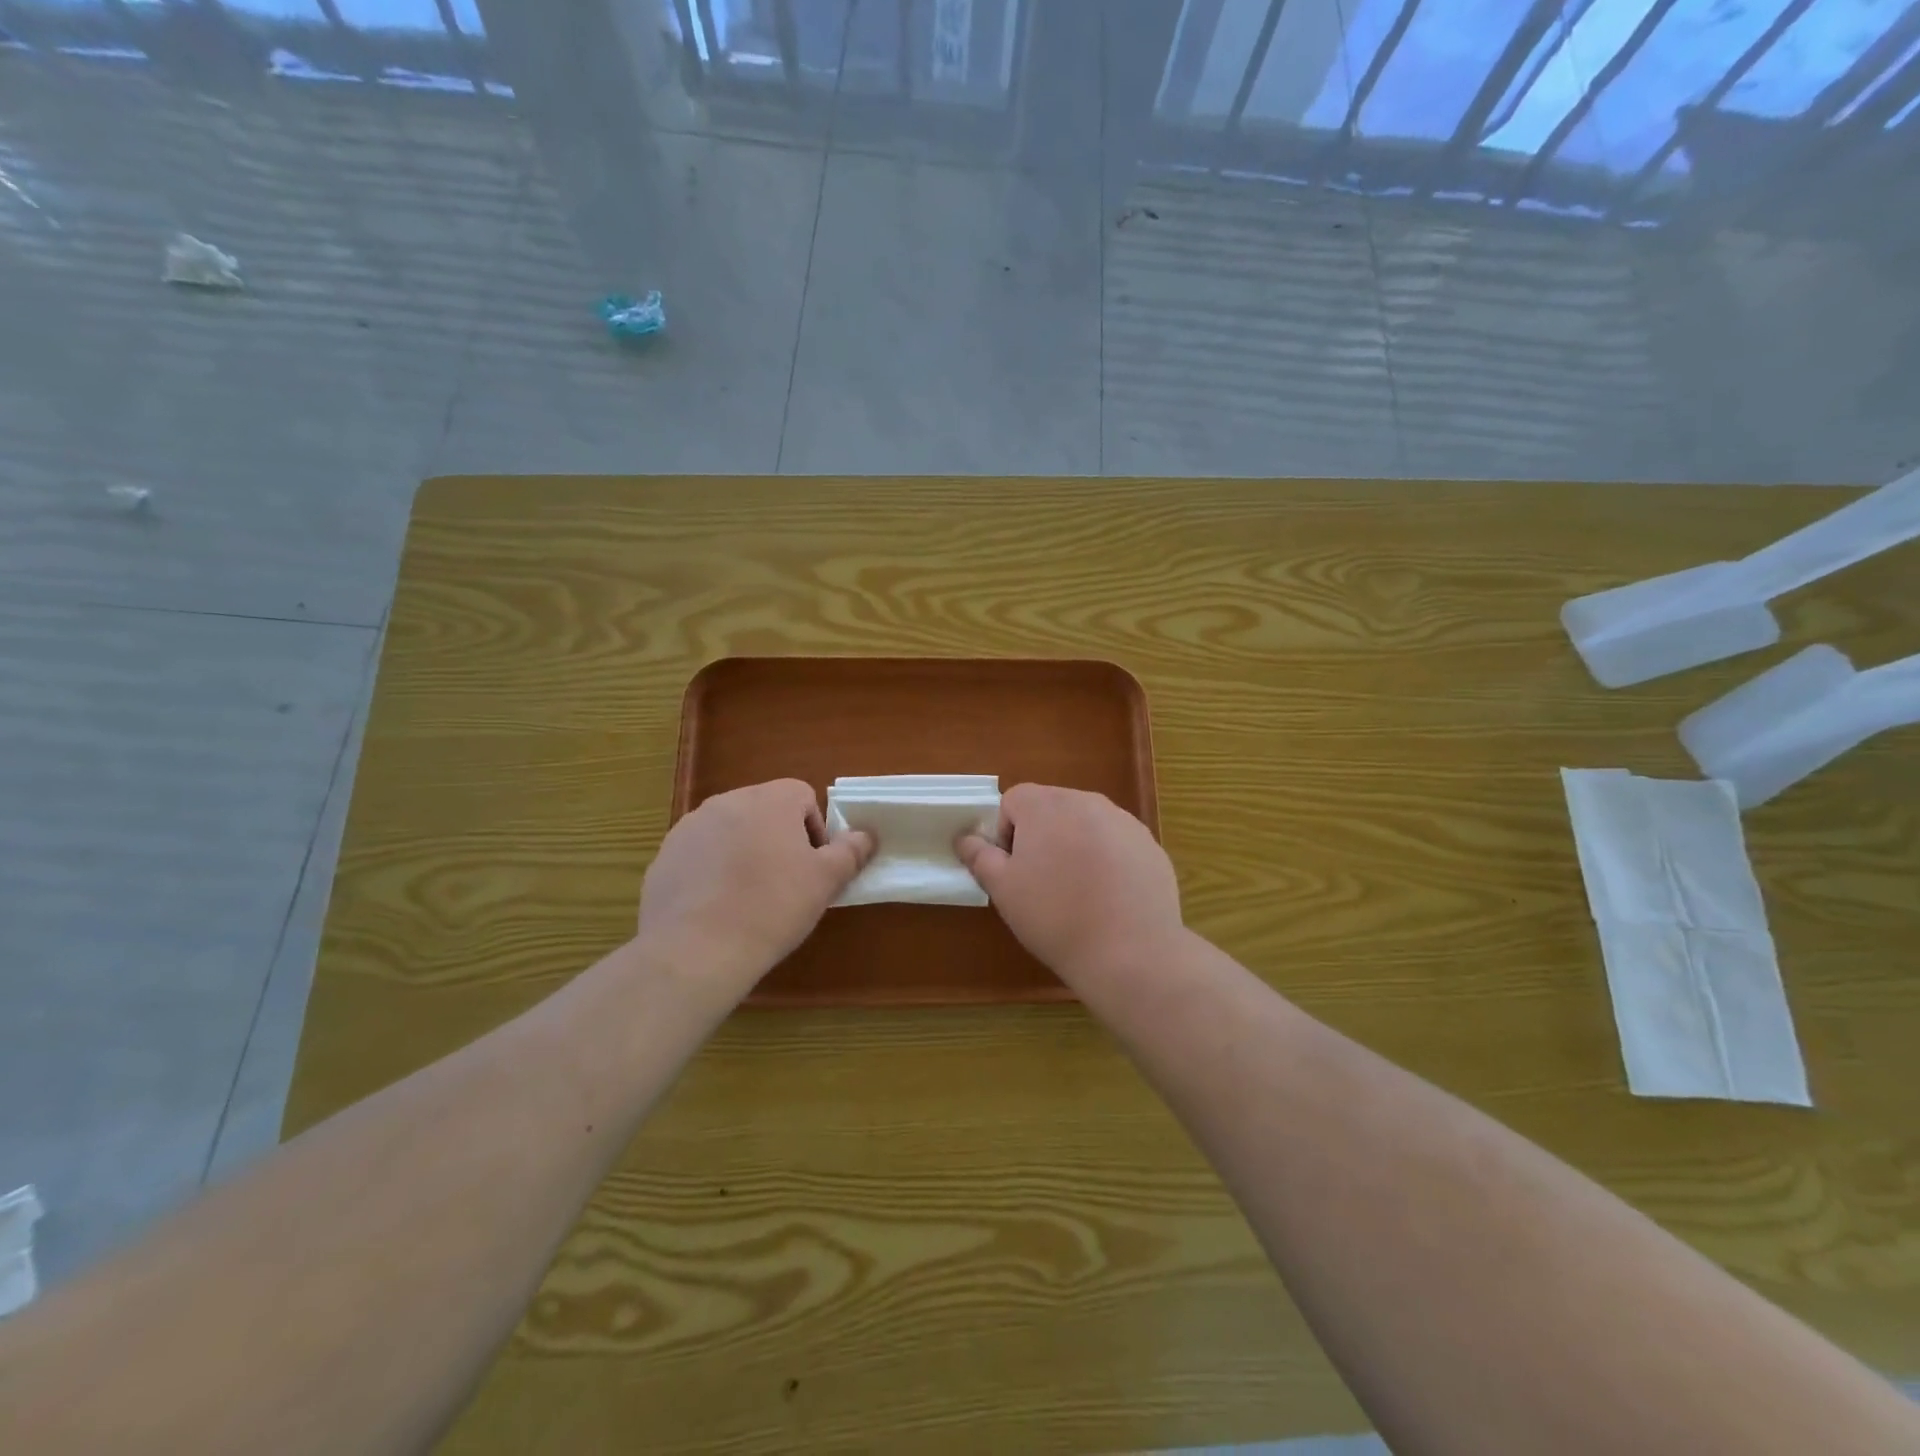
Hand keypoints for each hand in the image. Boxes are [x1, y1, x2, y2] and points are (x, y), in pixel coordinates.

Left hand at [638, 779, 873, 991]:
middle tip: (785, 884)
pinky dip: (712, 872)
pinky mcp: (665, 856)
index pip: (803, 796)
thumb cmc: (772, 907)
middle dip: (778, 840)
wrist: (697, 950)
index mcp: (770, 799)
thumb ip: (850, 851)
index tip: (812, 868)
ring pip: (730, 832)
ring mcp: (690, 827)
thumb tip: (866, 835)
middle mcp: (727, 801)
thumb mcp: (825, 881)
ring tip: (748, 899)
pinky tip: (716, 908)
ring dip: (744, 853)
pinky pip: (700, 855)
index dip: (815, 831)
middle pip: (765, 811)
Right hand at [956, 784, 1183, 984]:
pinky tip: (1109, 898)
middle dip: (1041, 837)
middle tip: (1042, 883)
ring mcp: (1123, 821)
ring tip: (1078, 892)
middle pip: (1051, 808)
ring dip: (1074, 846)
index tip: (1014, 870)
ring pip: (1085, 824)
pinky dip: (1107, 860)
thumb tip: (964, 838)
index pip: (1013, 800)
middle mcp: (1086, 801)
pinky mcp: (1149, 845)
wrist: (1131, 952)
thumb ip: (980, 857)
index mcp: (1045, 805)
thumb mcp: (1003, 890)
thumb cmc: (1055, 917)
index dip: (1006, 833)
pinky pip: (1116, 843)